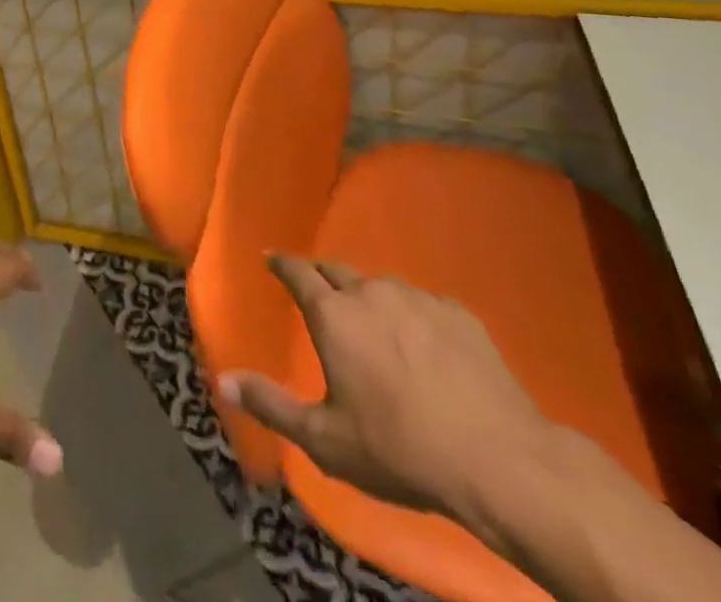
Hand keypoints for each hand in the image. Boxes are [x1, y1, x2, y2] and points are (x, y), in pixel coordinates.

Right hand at [218, 255, 549, 530]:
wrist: (498, 462)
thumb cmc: (399, 449)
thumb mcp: (324, 439)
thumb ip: (270, 404)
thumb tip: (222, 379)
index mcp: (333, 314)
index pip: (296, 271)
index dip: (280, 263)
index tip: (270, 259)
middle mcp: (370, 292)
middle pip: (337, 270)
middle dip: (322, 276)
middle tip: (317, 292)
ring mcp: (418, 298)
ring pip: (381, 286)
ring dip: (369, 298)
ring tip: (374, 325)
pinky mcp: (458, 313)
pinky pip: (423, 305)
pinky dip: (413, 317)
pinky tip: (424, 346)